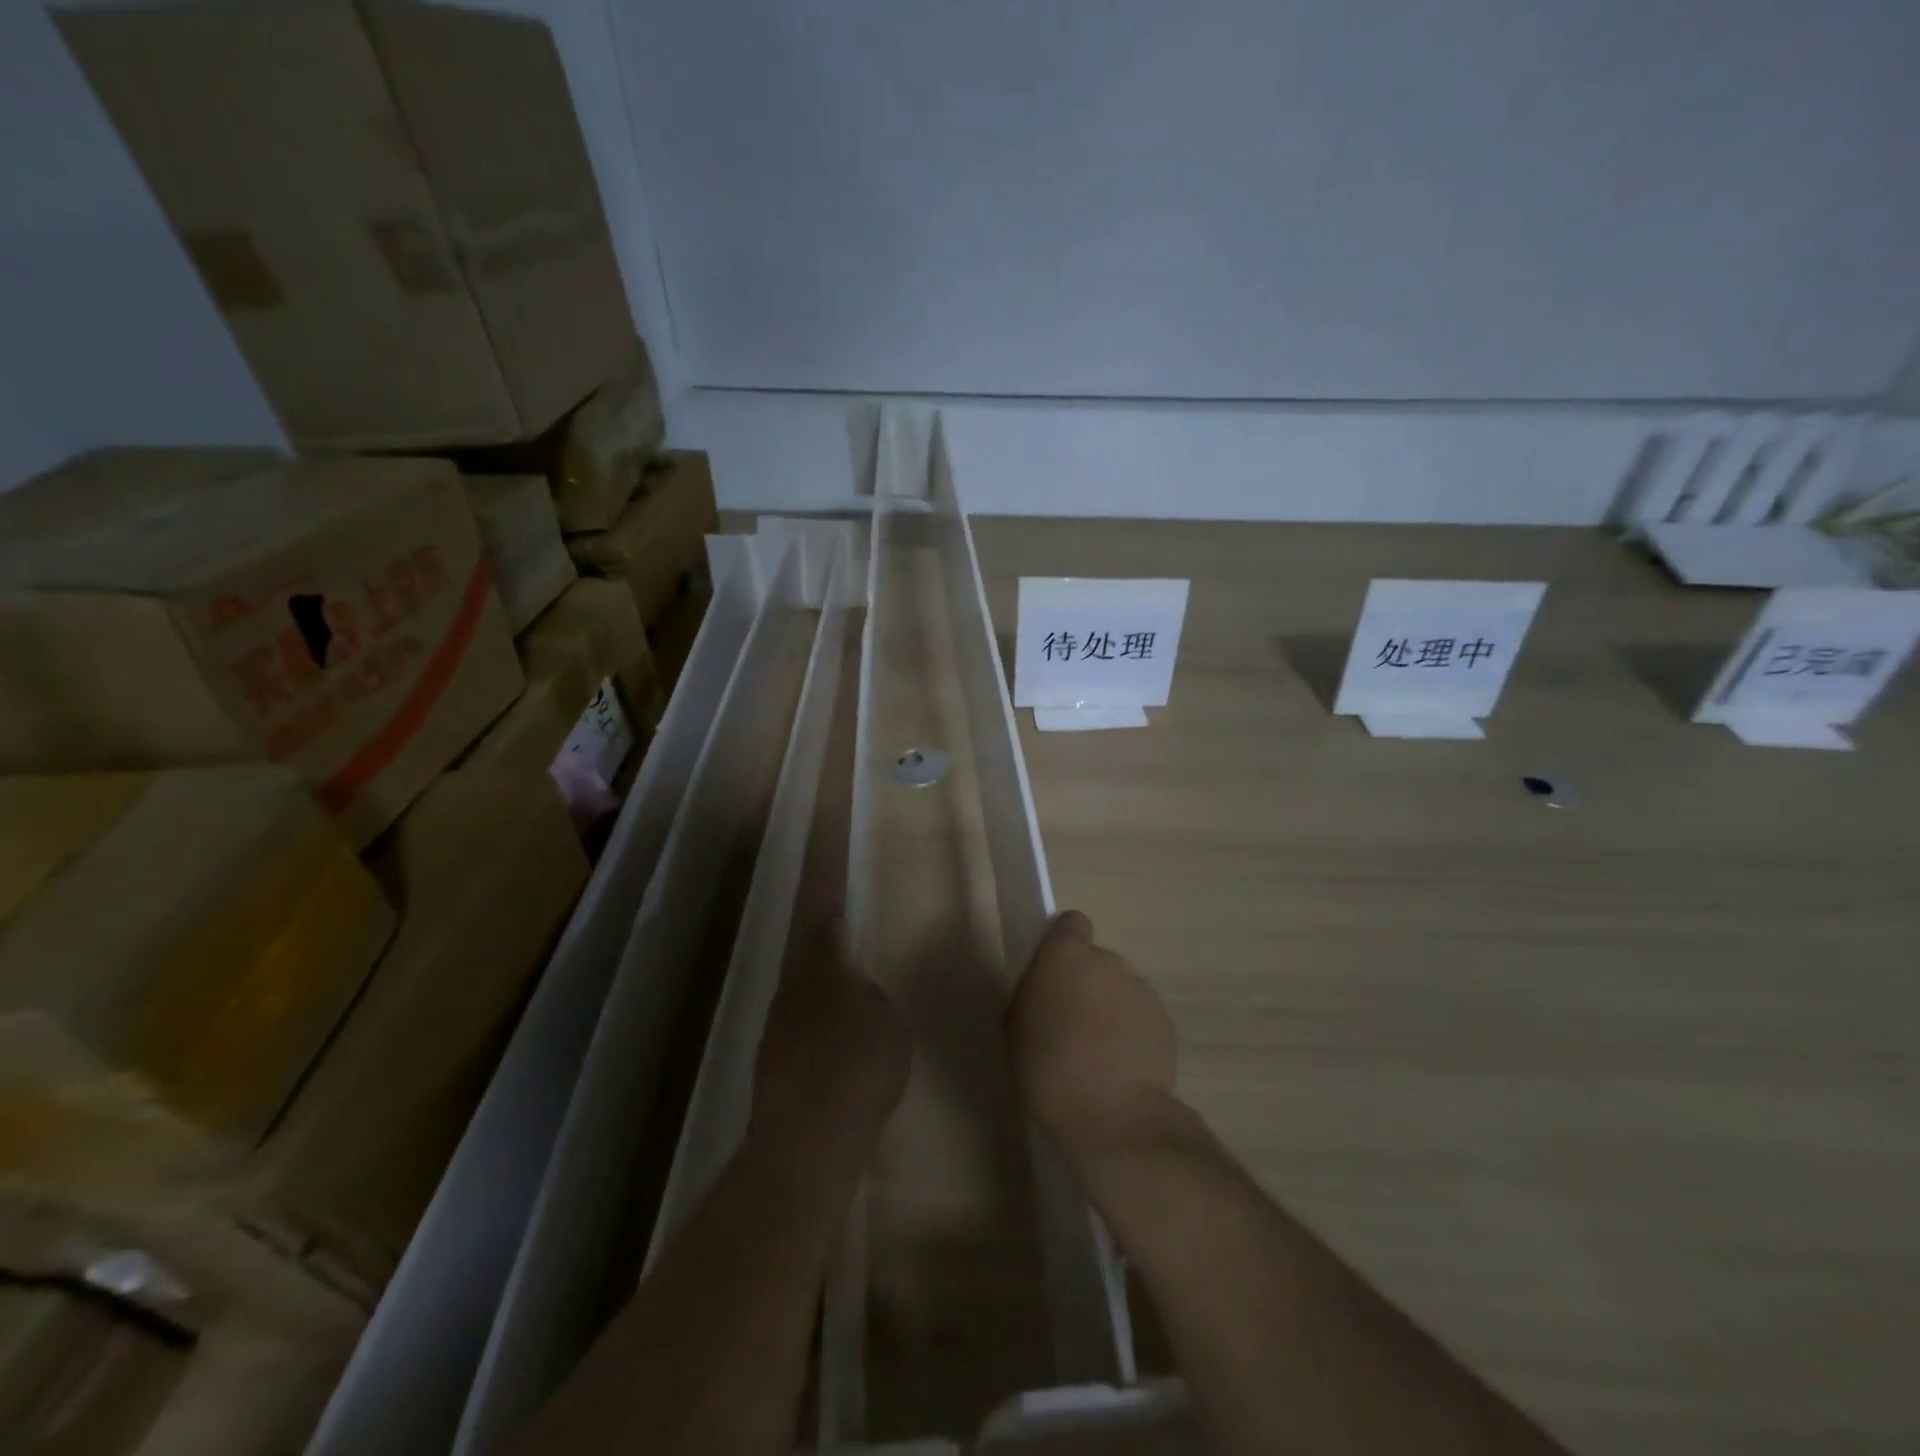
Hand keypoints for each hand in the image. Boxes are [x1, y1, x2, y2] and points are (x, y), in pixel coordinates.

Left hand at [751, 922, 910, 1166]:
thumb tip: (858, 996)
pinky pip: (796, 1042)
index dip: (830, 906)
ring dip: (820, 1012)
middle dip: (828, 968)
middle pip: (809, 966)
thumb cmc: (863, 1064)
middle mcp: (793, 990)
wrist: (809, 1134)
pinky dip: (813, 1048)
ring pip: (801, 1005)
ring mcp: (775, 1028)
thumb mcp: (892, 1025)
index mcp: (826, 969)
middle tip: (851, 979)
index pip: (826, 923)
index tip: (830, 890)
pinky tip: (831, 1071)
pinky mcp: (767, 1066)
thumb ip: (874, 1001)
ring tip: (847, 1034)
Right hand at [1006, 911, 1177, 1156]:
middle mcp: (1108, 960)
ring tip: (1099, 1052)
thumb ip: (1036, 990)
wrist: (1109, 1112)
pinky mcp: (1166, 1021)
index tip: (1056, 973)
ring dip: (1111, 1008)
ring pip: (1122, 989)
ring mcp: (1141, 989)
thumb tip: (1052, 986)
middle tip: (1072, 1022)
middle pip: (1098, 960)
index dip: (1064, 943)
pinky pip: (1142, 1017)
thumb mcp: (1016, 1022)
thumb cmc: (1045, 1064)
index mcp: (1066, 953)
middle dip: (1088, 983)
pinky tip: (1121, 1067)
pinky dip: (1133, 1033)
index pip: (1072, 923)